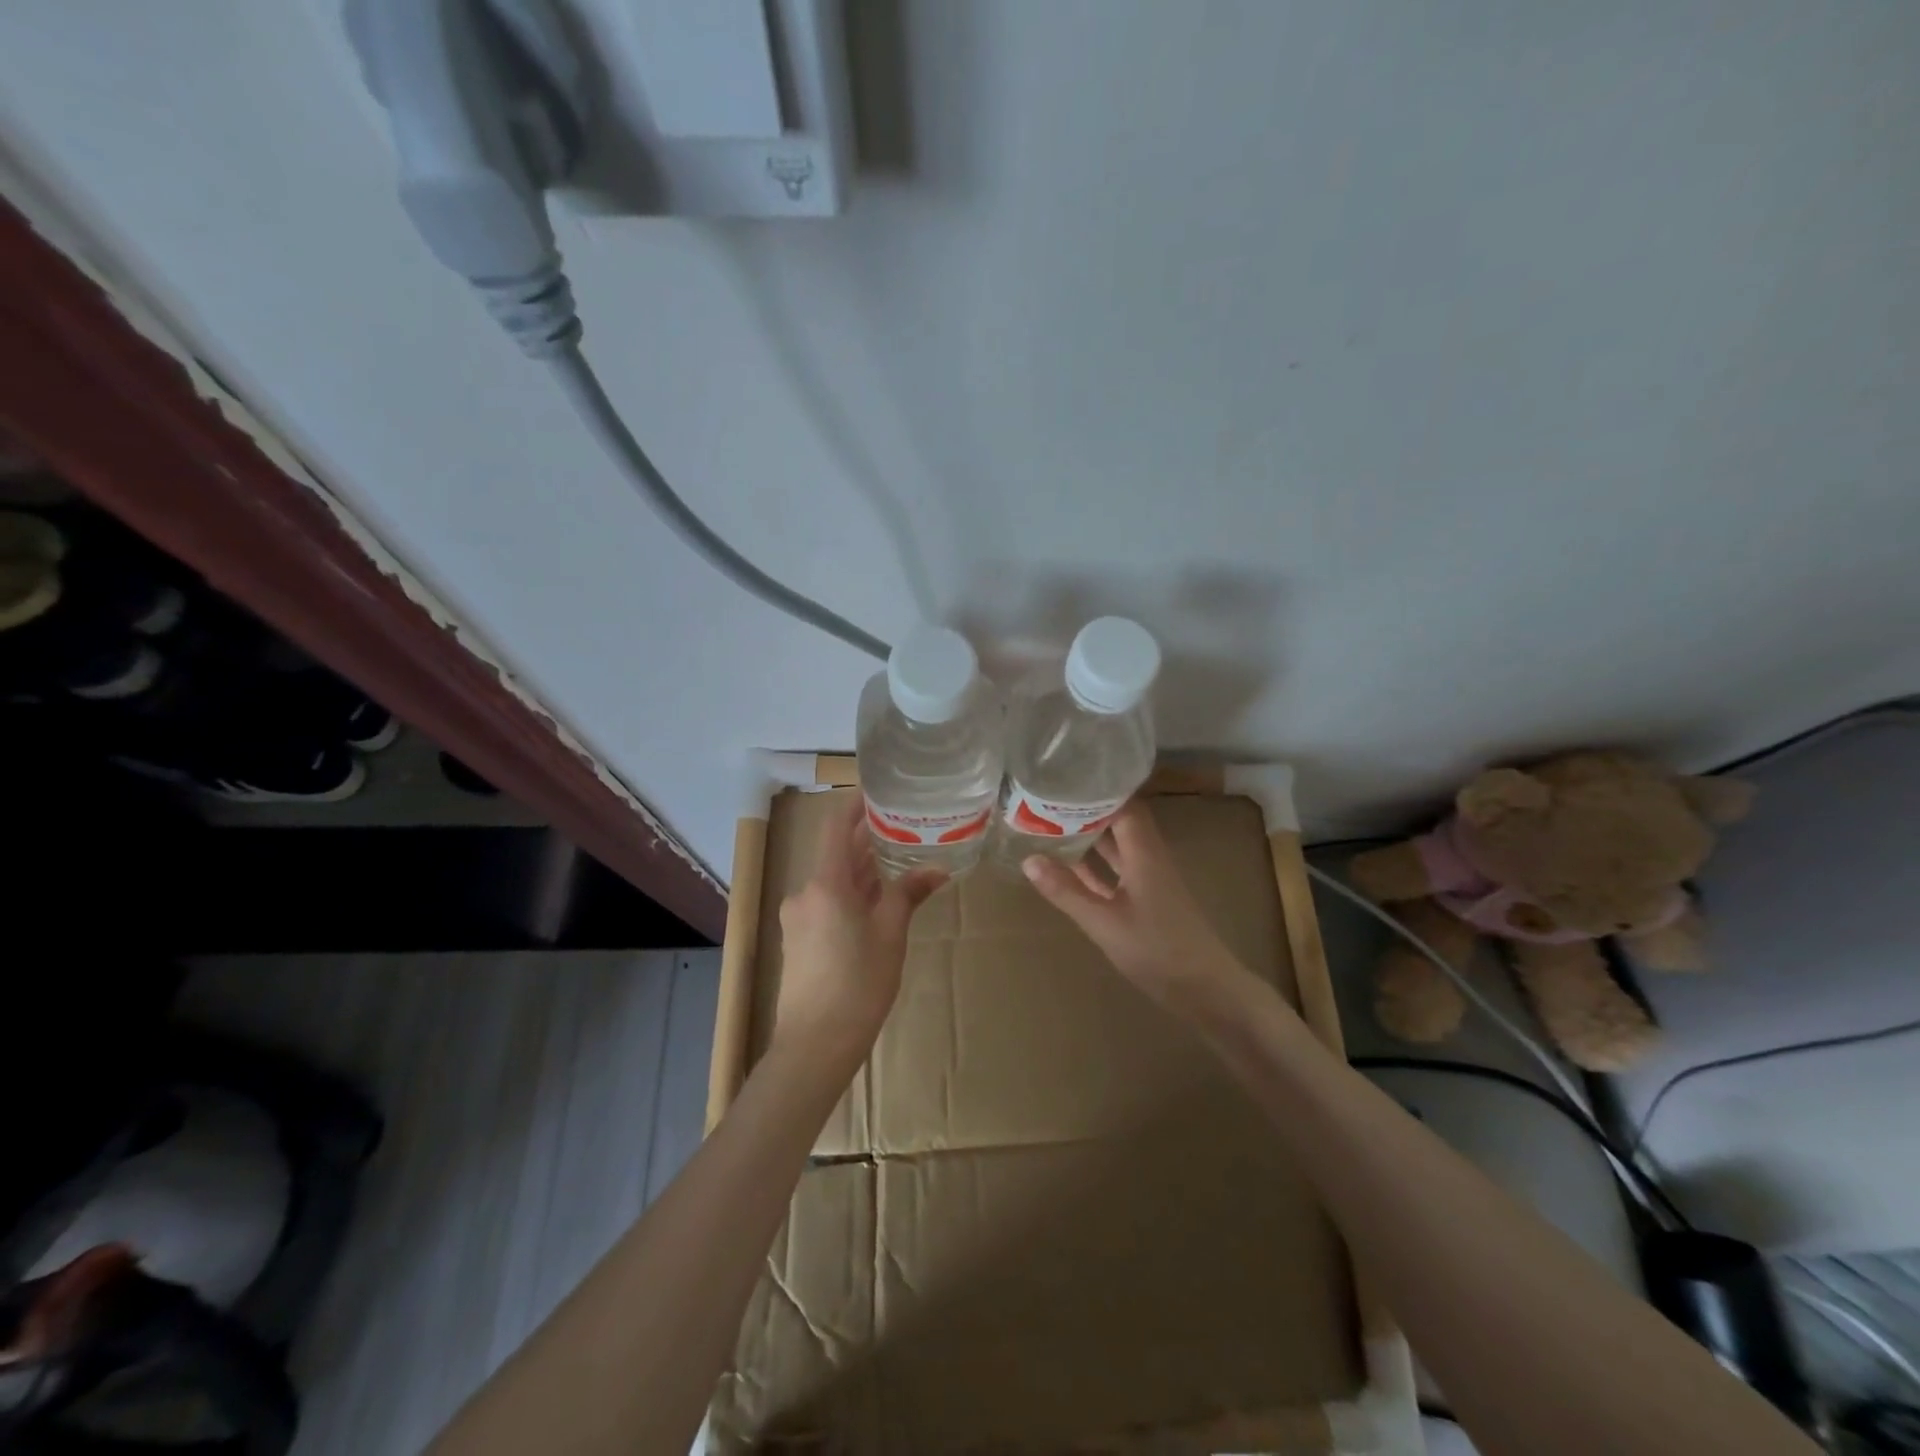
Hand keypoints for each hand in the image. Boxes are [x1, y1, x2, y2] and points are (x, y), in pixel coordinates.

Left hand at [773, 794, 945, 1072]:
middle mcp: (805, 893)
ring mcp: (799, 917)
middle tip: (904, 826)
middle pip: (836, 854)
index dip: (855, 804)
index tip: (878, 791)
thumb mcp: (891, 934)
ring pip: (834, 881)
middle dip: (867, 840)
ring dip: (862, 870)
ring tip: (899, 860)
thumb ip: (909, 894)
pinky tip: (878, 902)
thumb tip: (938, 869)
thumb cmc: (858, 983)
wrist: (815, 1045)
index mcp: (825, 883)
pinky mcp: (800, 940)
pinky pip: (828, 903)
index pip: (835, 826)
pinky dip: (852, 894)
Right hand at [1021, 801, 1244, 1010]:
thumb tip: (1028, 859)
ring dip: (1089, 837)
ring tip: (1051, 824)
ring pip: (1116, 848)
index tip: (1064, 778)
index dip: (1097, 789)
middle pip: (1118, 822)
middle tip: (1047, 799)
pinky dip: (1095, 866)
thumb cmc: (1157, 950)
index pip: (1123, 805)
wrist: (1206, 991)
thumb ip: (1067, 891)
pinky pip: (1117, 872)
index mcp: (1144, 852)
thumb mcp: (1104, 922)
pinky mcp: (1147, 902)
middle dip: (1087, 810)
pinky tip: (1068, 866)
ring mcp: (1149, 881)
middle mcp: (1148, 858)